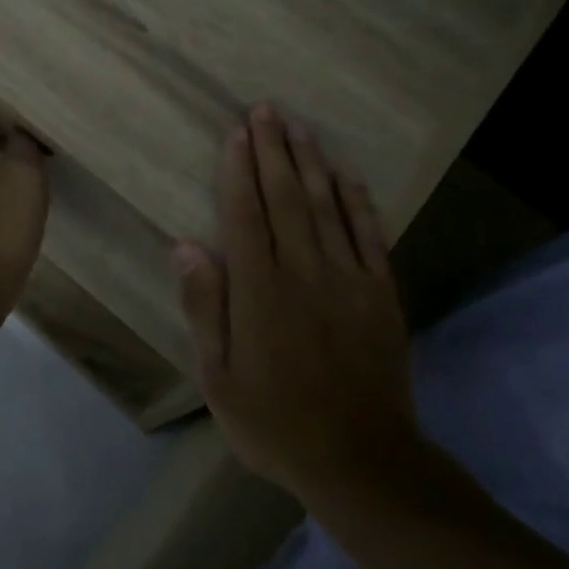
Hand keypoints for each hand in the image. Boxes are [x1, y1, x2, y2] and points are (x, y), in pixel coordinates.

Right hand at [174, 105, 416, 502]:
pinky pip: (370, 236)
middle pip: (286, 199)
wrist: (361, 459)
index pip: (246, 216)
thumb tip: (186, 245)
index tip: (237, 133)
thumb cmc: (275, 422)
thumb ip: (205, 307)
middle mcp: (304, 273)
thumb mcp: (218, 377)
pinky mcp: (382, 294)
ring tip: (299, 127)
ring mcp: (349, 280)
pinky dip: (358, 202)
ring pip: (328, 207)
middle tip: (266, 109)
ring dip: (312, 163)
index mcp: (260, 292)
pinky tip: (347, 176)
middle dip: (273, 151)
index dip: (239, 171)